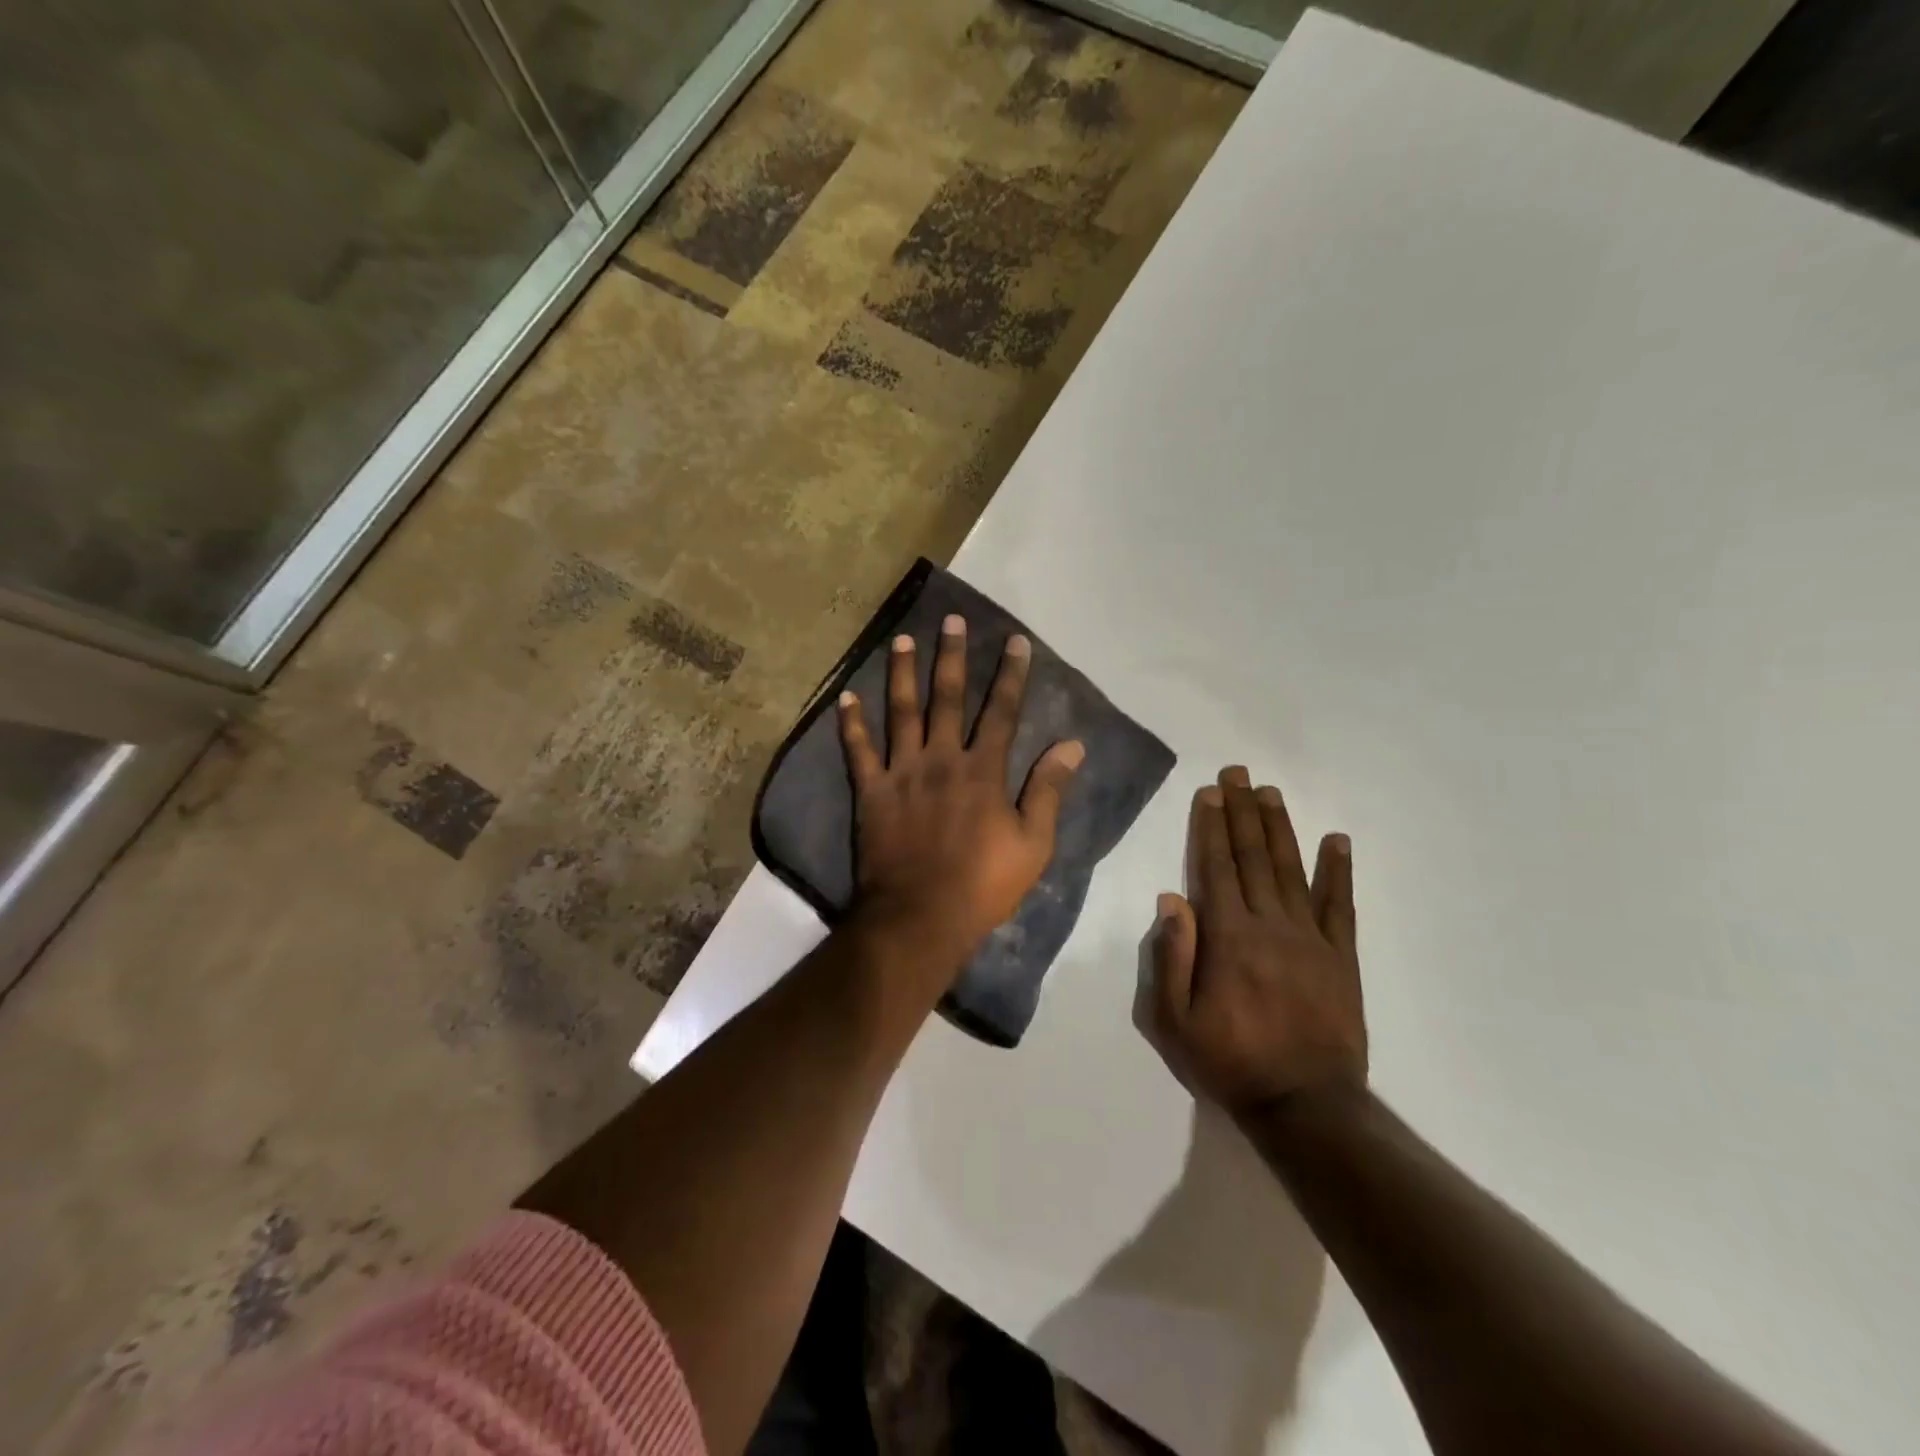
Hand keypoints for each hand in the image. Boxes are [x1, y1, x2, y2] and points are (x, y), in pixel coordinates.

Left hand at [838, 615, 1083, 972]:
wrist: (920, 916)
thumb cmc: (983, 884)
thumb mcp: (1033, 843)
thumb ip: (1048, 790)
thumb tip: (1071, 745)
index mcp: (983, 770)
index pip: (1001, 711)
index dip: (1010, 675)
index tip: (1015, 641)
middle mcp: (941, 759)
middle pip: (947, 698)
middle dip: (952, 657)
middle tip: (951, 620)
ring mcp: (902, 772)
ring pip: (901, 713)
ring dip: (901, 674)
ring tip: (900, 639)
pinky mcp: (872, 792)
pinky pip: (858, 751)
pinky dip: (851, 724)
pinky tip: (845, 697)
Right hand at [1138, 766, 1364, 1119]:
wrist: (1306, 1106)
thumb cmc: (1230, 1062)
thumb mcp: (1175, 1020)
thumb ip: (1171, 956)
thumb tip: (1170, 899)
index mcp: (1228, 937)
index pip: (1215, 867)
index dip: (1210, 826)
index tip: (1210, 792)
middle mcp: (1270, 924)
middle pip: (1252, 857)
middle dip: (1242, 812)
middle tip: (1238, 773)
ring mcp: (1311, 938)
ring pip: (1291, 870)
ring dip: (1280, 828)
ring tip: (1271, 793)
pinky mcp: (1342, 957)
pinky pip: (1341, 905)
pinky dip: (1339, 871)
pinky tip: (1338, 841)